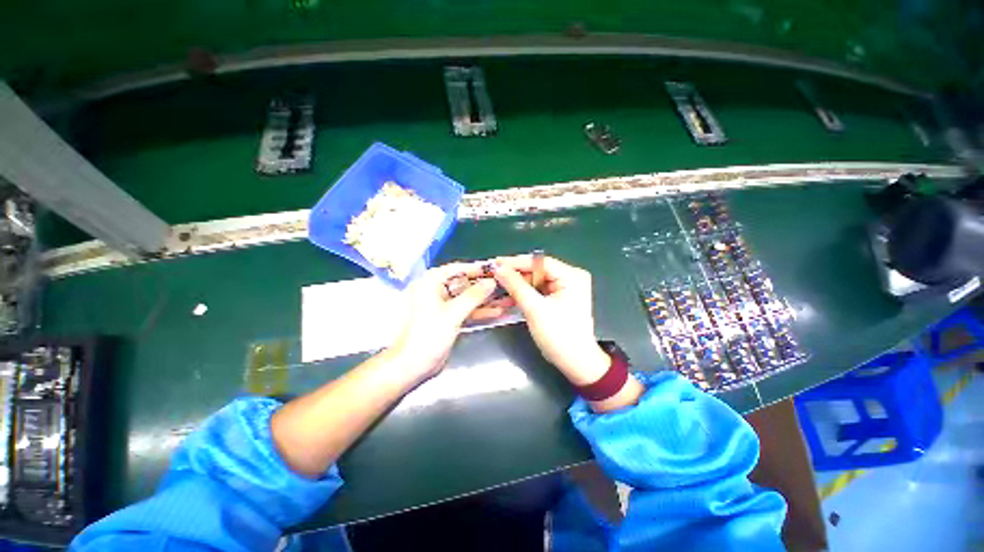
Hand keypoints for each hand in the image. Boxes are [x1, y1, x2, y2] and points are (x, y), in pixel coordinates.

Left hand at [387, 263, 497, 380]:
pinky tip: (497, 311)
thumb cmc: (427, 336)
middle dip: (486, 287)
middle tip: (505, 285)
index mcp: (430, 283)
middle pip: (465, 283)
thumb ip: (474, 296)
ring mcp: (443, 305)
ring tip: (507, 299)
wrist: (412, 366)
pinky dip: (480, 311)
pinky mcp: (448, 318)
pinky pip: (466, 310)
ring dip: (486, 300)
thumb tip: (491, 282)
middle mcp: (436, 290)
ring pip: (468, 298)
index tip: (497, 269)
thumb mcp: (453, 313)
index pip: (458, 269)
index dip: (478, 269)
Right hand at [491, 255, 611, 385]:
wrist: (575, 363)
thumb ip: (516, 286)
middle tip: (493, 277)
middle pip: (537, 271)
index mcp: (571, 276)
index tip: (495, 263)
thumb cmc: (559, 336)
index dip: (516, 262)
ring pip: (535, 282)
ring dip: (516, 287)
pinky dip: (523, 296)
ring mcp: (565, 289)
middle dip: (515, 276)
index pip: (539, 262)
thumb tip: (498, 268)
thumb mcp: (535, 309)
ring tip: (496, 288)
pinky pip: (537, 292)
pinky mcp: (558, 299)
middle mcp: (570, 278)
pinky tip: (507, 298)